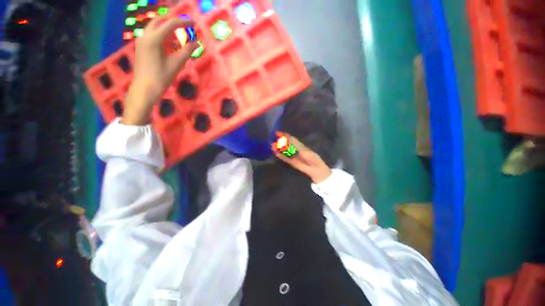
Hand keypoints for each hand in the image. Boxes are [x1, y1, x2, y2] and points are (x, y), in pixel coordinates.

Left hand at [123, 17, 197, 125]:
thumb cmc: (161, 78)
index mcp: (153, 39)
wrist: (144, 89)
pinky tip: (170, 45)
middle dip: (174, 23)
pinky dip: (162, 36)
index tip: (193, 23)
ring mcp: (141, 40)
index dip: (183, 22)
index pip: (170, 24)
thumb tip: (197, 43)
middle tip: (186, 29)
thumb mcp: (176, 64)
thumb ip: (186, 51)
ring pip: (155, 28)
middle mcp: (145, 35)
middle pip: (160, 21)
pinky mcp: (141, 47)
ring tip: (180, 39)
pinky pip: (152, 35)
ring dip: (168, 29)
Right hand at [272, 133, 331, 183]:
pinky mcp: (294, 163)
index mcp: (302, 147)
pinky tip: (276, 153)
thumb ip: (296, 145)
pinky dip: (281, 156)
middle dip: (281, 142)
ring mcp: (295, 157)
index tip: (279, 132)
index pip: (292, 139)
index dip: (286, 135)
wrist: (317, 172)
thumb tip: (289, 138)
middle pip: (288, 145)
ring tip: (272, 146)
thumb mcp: (305, 151)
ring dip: (280, 149)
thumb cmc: (314, 160)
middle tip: (273, 139)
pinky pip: (286, 159)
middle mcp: (297, 151)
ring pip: (286, 152)